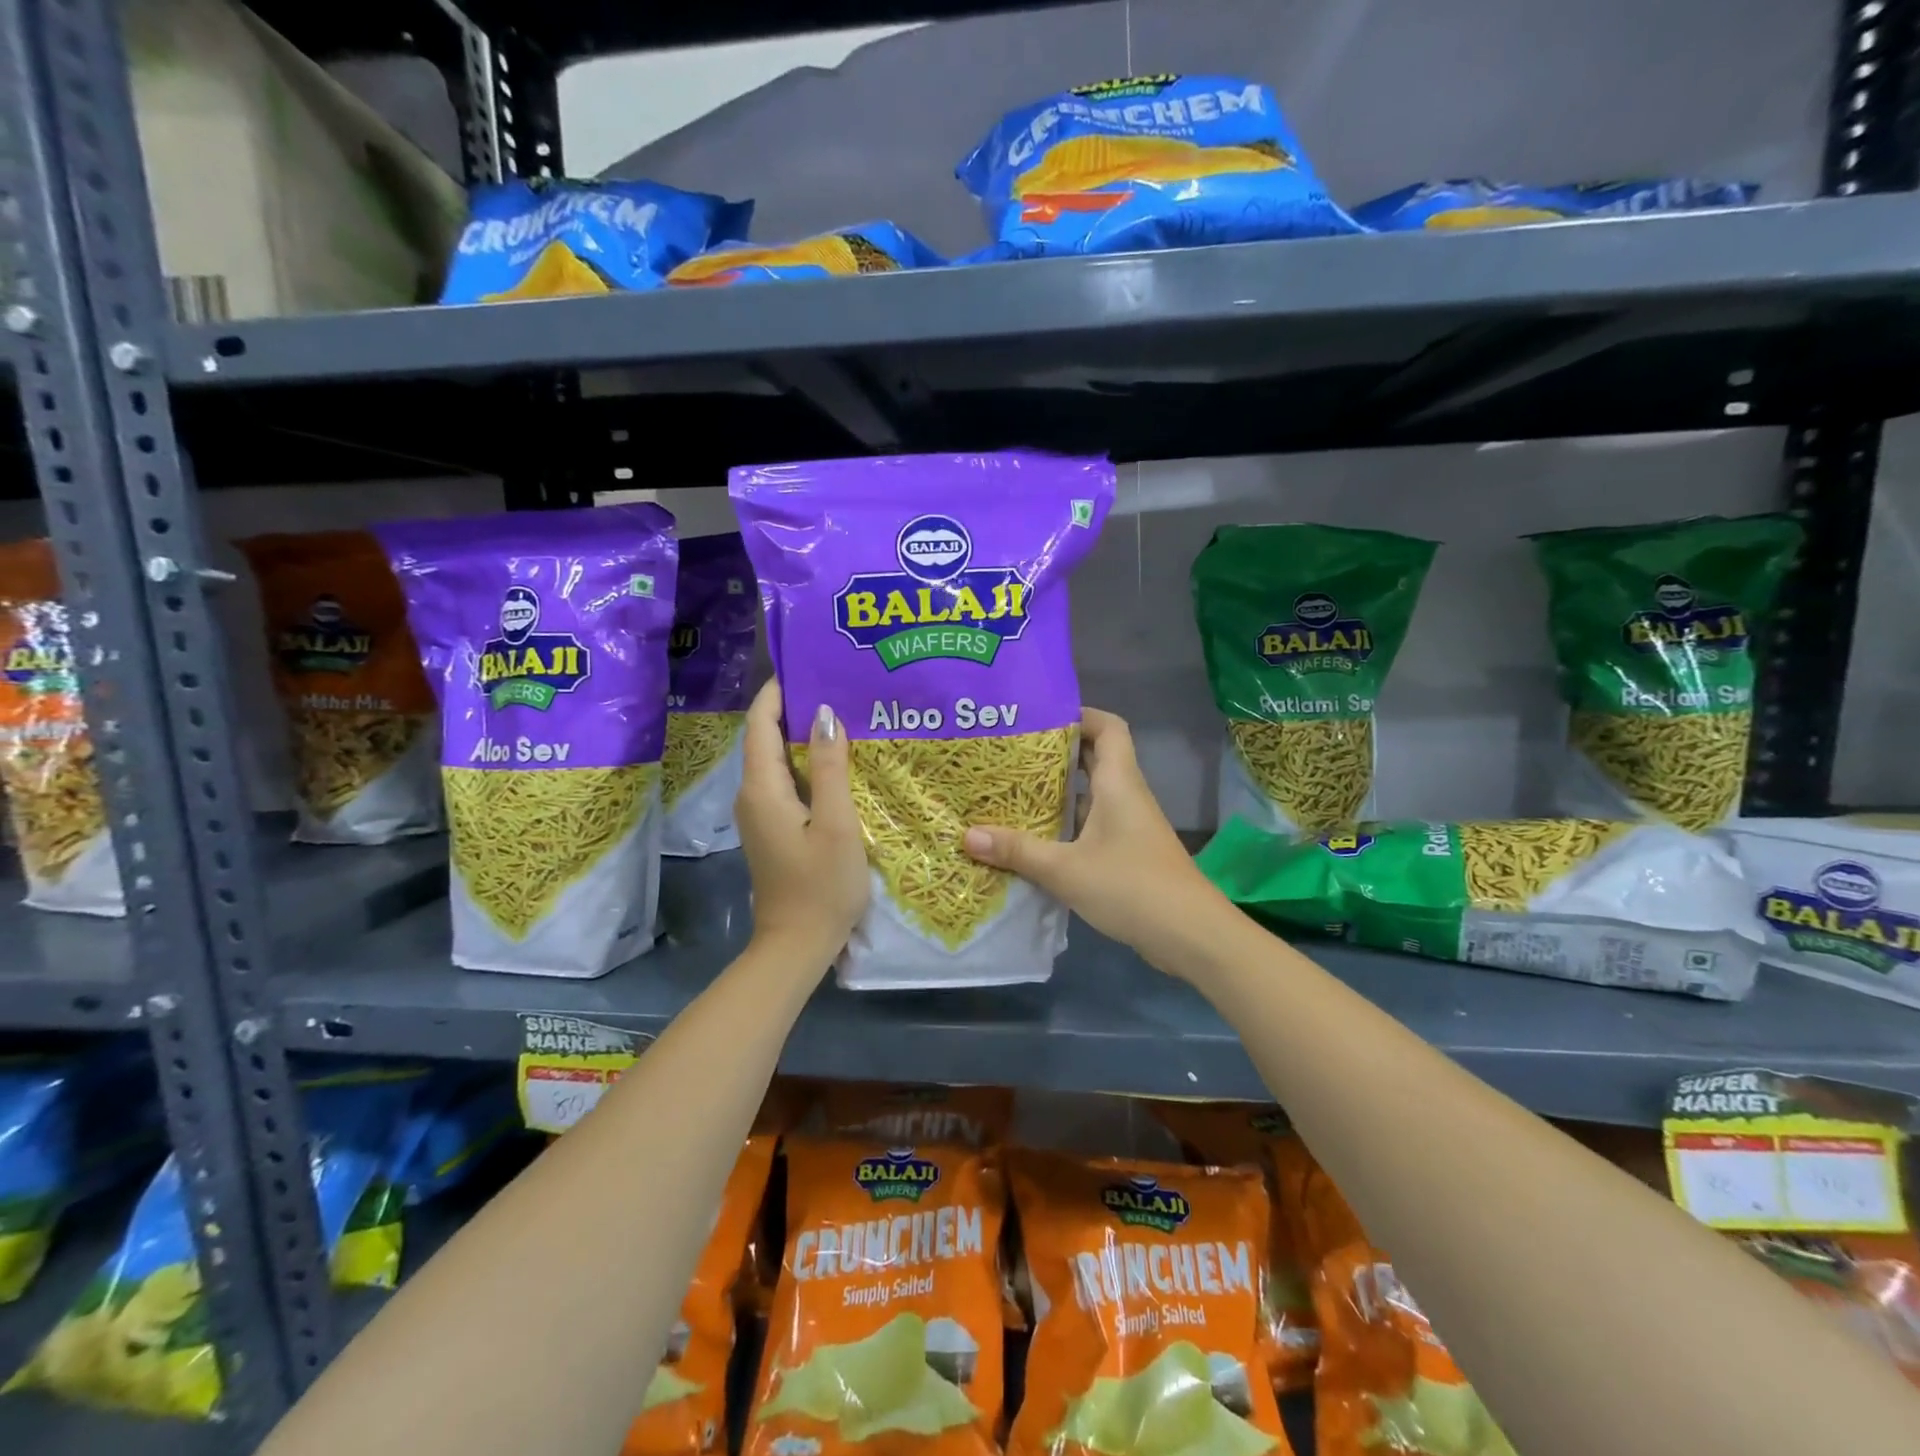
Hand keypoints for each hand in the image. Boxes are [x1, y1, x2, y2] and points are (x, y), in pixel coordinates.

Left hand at [735, 681, 868, 969]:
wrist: (797, 944)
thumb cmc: (822, 885)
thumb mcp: (836, 824)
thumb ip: (831, 768)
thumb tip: (824, 713)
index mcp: (763, 788)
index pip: (760, 723)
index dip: (778, 691)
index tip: (806, 664)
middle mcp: (753, 793)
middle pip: (766, 736)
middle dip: (795, 707)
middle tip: (836, 684)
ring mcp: (760, 812)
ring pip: (777, 758)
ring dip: (804, 734)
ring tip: (843, 712)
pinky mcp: (773, 825)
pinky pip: (786, 779)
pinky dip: (807, 761)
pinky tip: (838, 758)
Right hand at [962, 708, 1228, 976]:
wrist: (1191, 935)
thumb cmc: (1131, 887)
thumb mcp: (1065, 869)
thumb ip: (1018, 850)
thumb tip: (967, 836)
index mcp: (1118, 783)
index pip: (1108, 727)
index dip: (1078, 714)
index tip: (1038, 718)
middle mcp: (1127, 795)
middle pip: (1096, 756)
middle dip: (1057, 751)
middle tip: (1013, 753)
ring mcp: (1130, 825)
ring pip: (1093, 792)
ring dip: (1060, 789)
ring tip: (1015, 790)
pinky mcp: (1129, 852)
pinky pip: (1094, 822)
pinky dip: (1068, 822)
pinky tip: (1037, 836)